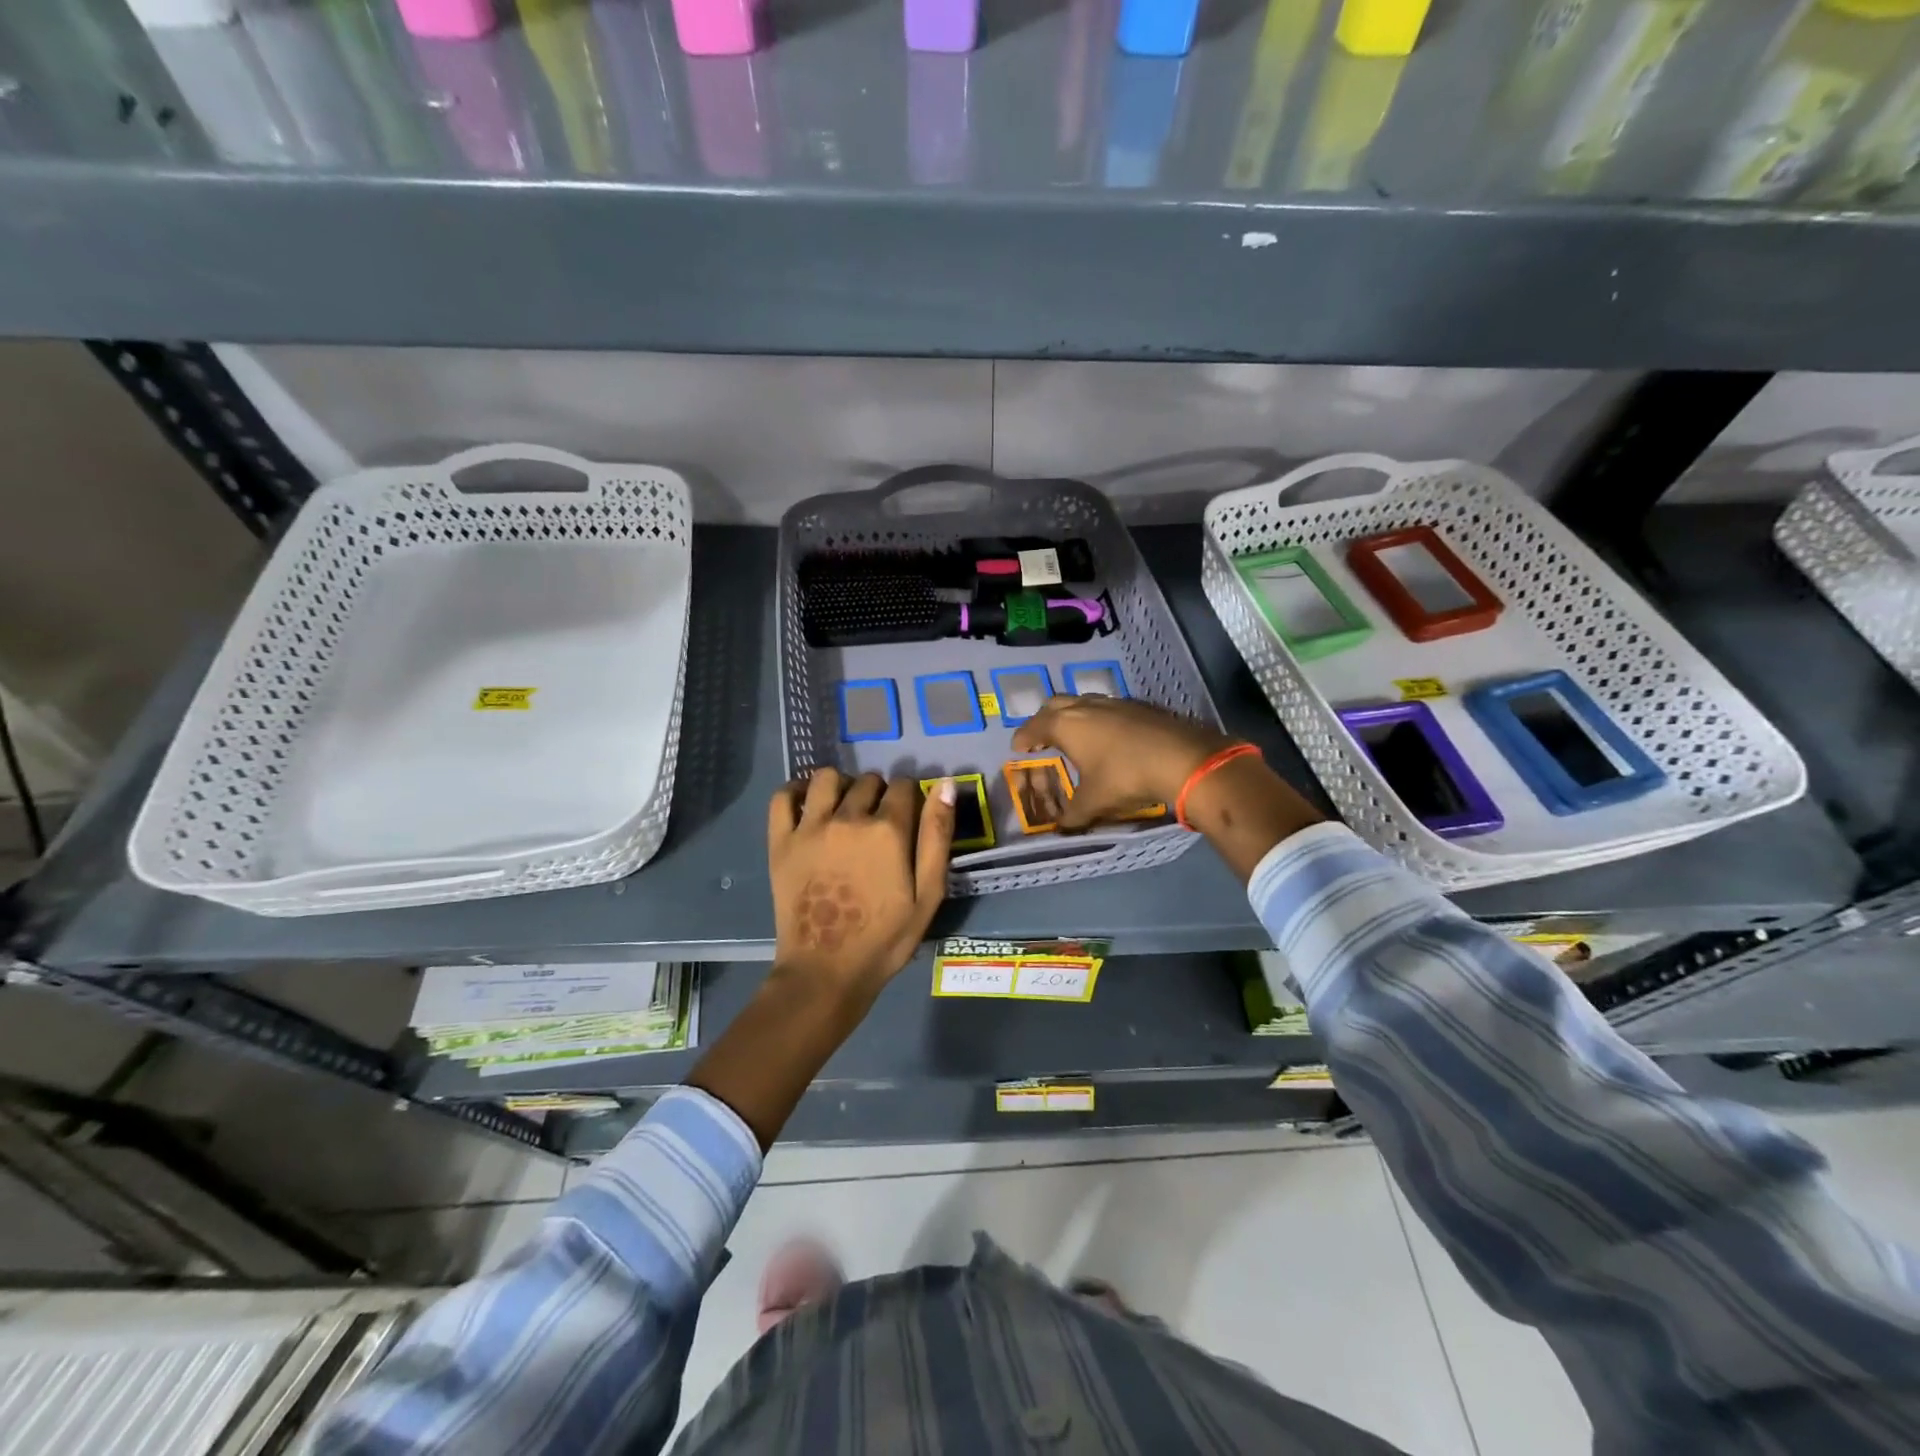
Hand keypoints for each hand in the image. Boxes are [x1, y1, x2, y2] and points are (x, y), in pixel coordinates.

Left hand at [768, 768, 955, 999]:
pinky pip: (784, 797)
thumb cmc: (885, 939)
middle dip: (879, 794)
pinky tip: (809, 803)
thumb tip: (945, 783)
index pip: (905, 786)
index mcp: (888, 830)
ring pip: (827, 778)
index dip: (911, 798)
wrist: (826, 971)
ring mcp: (810, 828)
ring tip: (845, 809)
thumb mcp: (928, 894)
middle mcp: (848, 818)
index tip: (909, 817)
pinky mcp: (781, 841)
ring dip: (842, 786)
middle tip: (879, 823)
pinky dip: (797, 790)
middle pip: (869, 782)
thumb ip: (937, 836)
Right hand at [1010, 695, 1236, 830]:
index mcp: (1066, 725)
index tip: (1018, 748)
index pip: (1034, 726)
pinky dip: (1098, 719)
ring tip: (1075, 736)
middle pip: (1055, 704)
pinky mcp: (1139, 706)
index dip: (1023, 737)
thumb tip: (1061, 829)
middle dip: (1044, 719)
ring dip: (1073, 716)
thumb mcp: (1094, 802)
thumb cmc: (1126, 777)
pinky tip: (1109, 737)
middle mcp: (1086, 706)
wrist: (1183, 759)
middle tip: (1042, 738)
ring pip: (1083, 702)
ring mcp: (1115, 702)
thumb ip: (1073, 816)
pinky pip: (1108, 708)